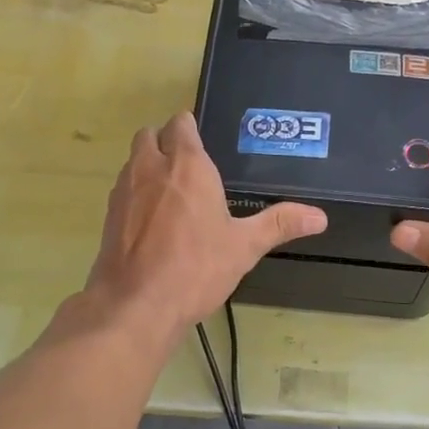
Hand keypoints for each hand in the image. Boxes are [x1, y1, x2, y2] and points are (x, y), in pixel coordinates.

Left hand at [83, 113, 326, 341]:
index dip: (190, 128)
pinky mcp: (109, 216)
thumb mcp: (244, 247)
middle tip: (187, 166)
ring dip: (148, 165)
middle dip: (165, 141)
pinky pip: (122, 190)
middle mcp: (151, 168)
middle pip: (150, 134)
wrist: (136, 305)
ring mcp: (124, 191)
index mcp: (187, 166)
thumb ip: (280, 224)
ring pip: (132, 161)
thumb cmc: (196, 268)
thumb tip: (320, 217)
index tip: (204, 143)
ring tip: (171, 193)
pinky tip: (152, 222)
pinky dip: (135, 194)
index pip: (181, 124)